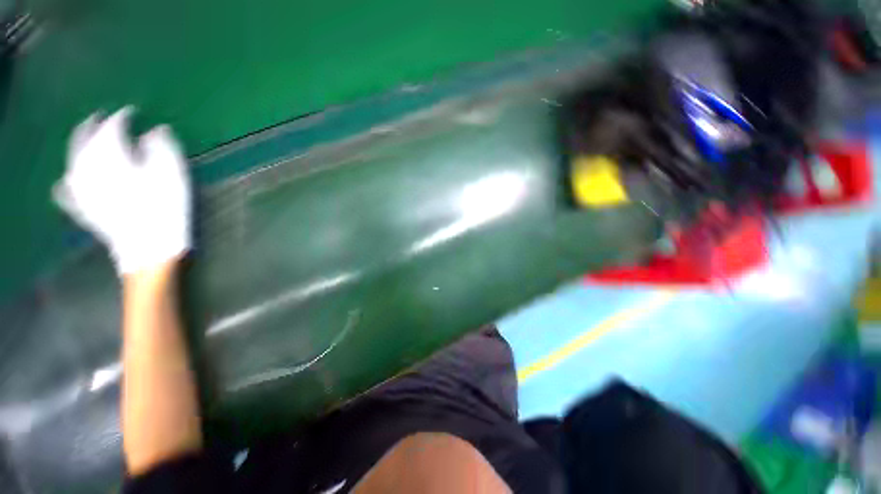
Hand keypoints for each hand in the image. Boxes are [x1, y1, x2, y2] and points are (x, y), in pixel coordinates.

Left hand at [54, 107, 190, 273]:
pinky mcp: (82, 210)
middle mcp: (87, 169)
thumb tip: (155, 129)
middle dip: (92, 126)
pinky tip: (68, 178)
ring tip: (85, 139)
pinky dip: (67, 180)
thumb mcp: (173, 176)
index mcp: (110, 157)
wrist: (149, 249)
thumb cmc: (165, 209)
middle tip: (101, 118)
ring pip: (72, 161)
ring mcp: (80, 191)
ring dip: (77, 147)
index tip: (131, 112)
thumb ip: (163, 148)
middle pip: (84, 140)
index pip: (111, 128)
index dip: (121, 117)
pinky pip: (66, 191)